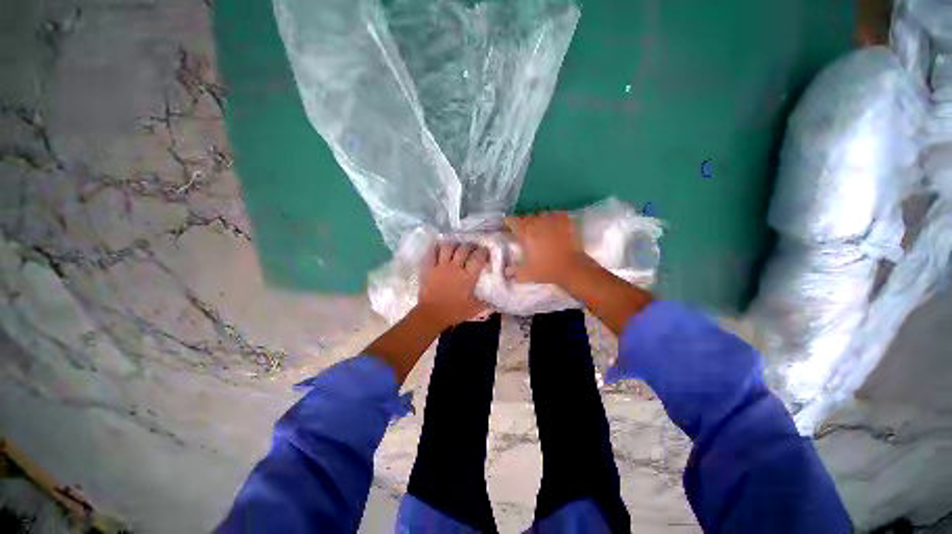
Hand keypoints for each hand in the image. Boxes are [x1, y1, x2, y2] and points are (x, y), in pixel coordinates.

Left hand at [416, 242, 489, 328]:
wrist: (431, 314)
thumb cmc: (453, 312)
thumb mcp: (473, 309)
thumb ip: (484, 304)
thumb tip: (494, 303)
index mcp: (468, 276)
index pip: (478, 258)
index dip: (483, 252)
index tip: (485, 251)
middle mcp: (455, 267)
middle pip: (464, 249)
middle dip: (470, 246)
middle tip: (473, 248)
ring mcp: (441, 266)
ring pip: (448, 248)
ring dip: (454, 245)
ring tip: (456, 247)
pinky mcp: (429, 268)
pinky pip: (432, 253)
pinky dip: (436, 249)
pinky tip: (439, 248)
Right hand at [504, 212, 588, 284]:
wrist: (573, 268)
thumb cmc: (547, 270)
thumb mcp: (527, 274)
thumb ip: (514, 271)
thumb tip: (506, 272)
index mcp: (526, 233)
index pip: (512, 220)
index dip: (508, 223)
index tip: (508, 228)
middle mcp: (538, 223)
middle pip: (526, 216)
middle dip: (523, 222)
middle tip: (524, 232)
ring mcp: (553, 220)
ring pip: (541, 214)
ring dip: (538, 220)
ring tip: (540, 228)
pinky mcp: (566, 221)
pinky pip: (556, 214)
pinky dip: (553, 218)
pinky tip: (554, 225)